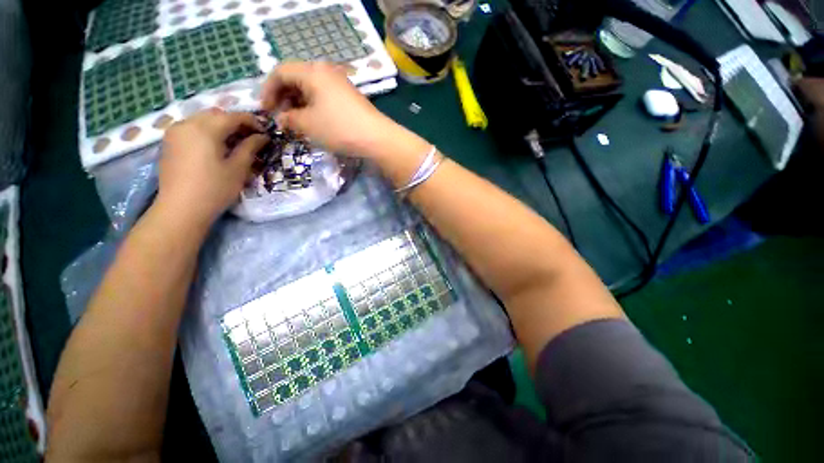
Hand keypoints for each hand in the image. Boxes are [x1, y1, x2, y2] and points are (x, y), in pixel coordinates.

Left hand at [157, 109, 268, 226]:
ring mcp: (175, 131)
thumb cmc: (215, 188)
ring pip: (203, 118)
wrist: (181, 208)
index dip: (252, 122)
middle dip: (236, 122)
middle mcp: (187, 123)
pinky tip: (215, 145)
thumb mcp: (238, 168)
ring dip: (221, 125)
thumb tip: (262, 136)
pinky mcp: (169, 141)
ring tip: (235, 142)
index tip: (265, 133)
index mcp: (205, 129)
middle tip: (251, 137)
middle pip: (217, 114)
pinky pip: (192, 127)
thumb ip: (250, 147)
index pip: (233, 116)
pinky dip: (207, 130)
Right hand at [261, 61, 396, 156]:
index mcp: (312, 72)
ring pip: (311, 89)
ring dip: (299, 104)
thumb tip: (282, 119)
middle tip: (282, 118)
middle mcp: (326, 73)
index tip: (265, 110)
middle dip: (284, 98)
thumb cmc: (339, 129)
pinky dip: (314, 108)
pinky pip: (324, 98)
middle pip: (296, 78)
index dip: (268, 90)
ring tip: (297, 123)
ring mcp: (340, 85)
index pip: (280, 72)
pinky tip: (314, 123)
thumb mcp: (308, 125)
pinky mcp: (349, 98)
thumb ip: (289, 119)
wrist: (377, 138)